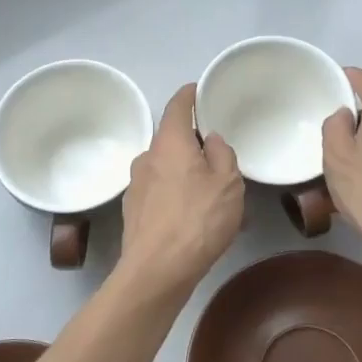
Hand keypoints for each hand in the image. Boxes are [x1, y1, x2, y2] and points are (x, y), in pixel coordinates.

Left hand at [120, 83, 243, 289]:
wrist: (157, 271)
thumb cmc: (198, 219)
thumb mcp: (228, 183)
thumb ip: (223, 153)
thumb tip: (211, 139)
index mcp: (169, 142)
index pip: (177, 105)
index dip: (189, 95)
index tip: (199, 90)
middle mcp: (147, 157)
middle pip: (171, 139)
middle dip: (193, 144)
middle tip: (219, 156)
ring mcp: (136, 185)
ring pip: (166, 169)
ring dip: (186, 174)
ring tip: (213, 195)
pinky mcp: (133, 212)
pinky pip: (160, 193)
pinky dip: (176, 196)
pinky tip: (194, 218)